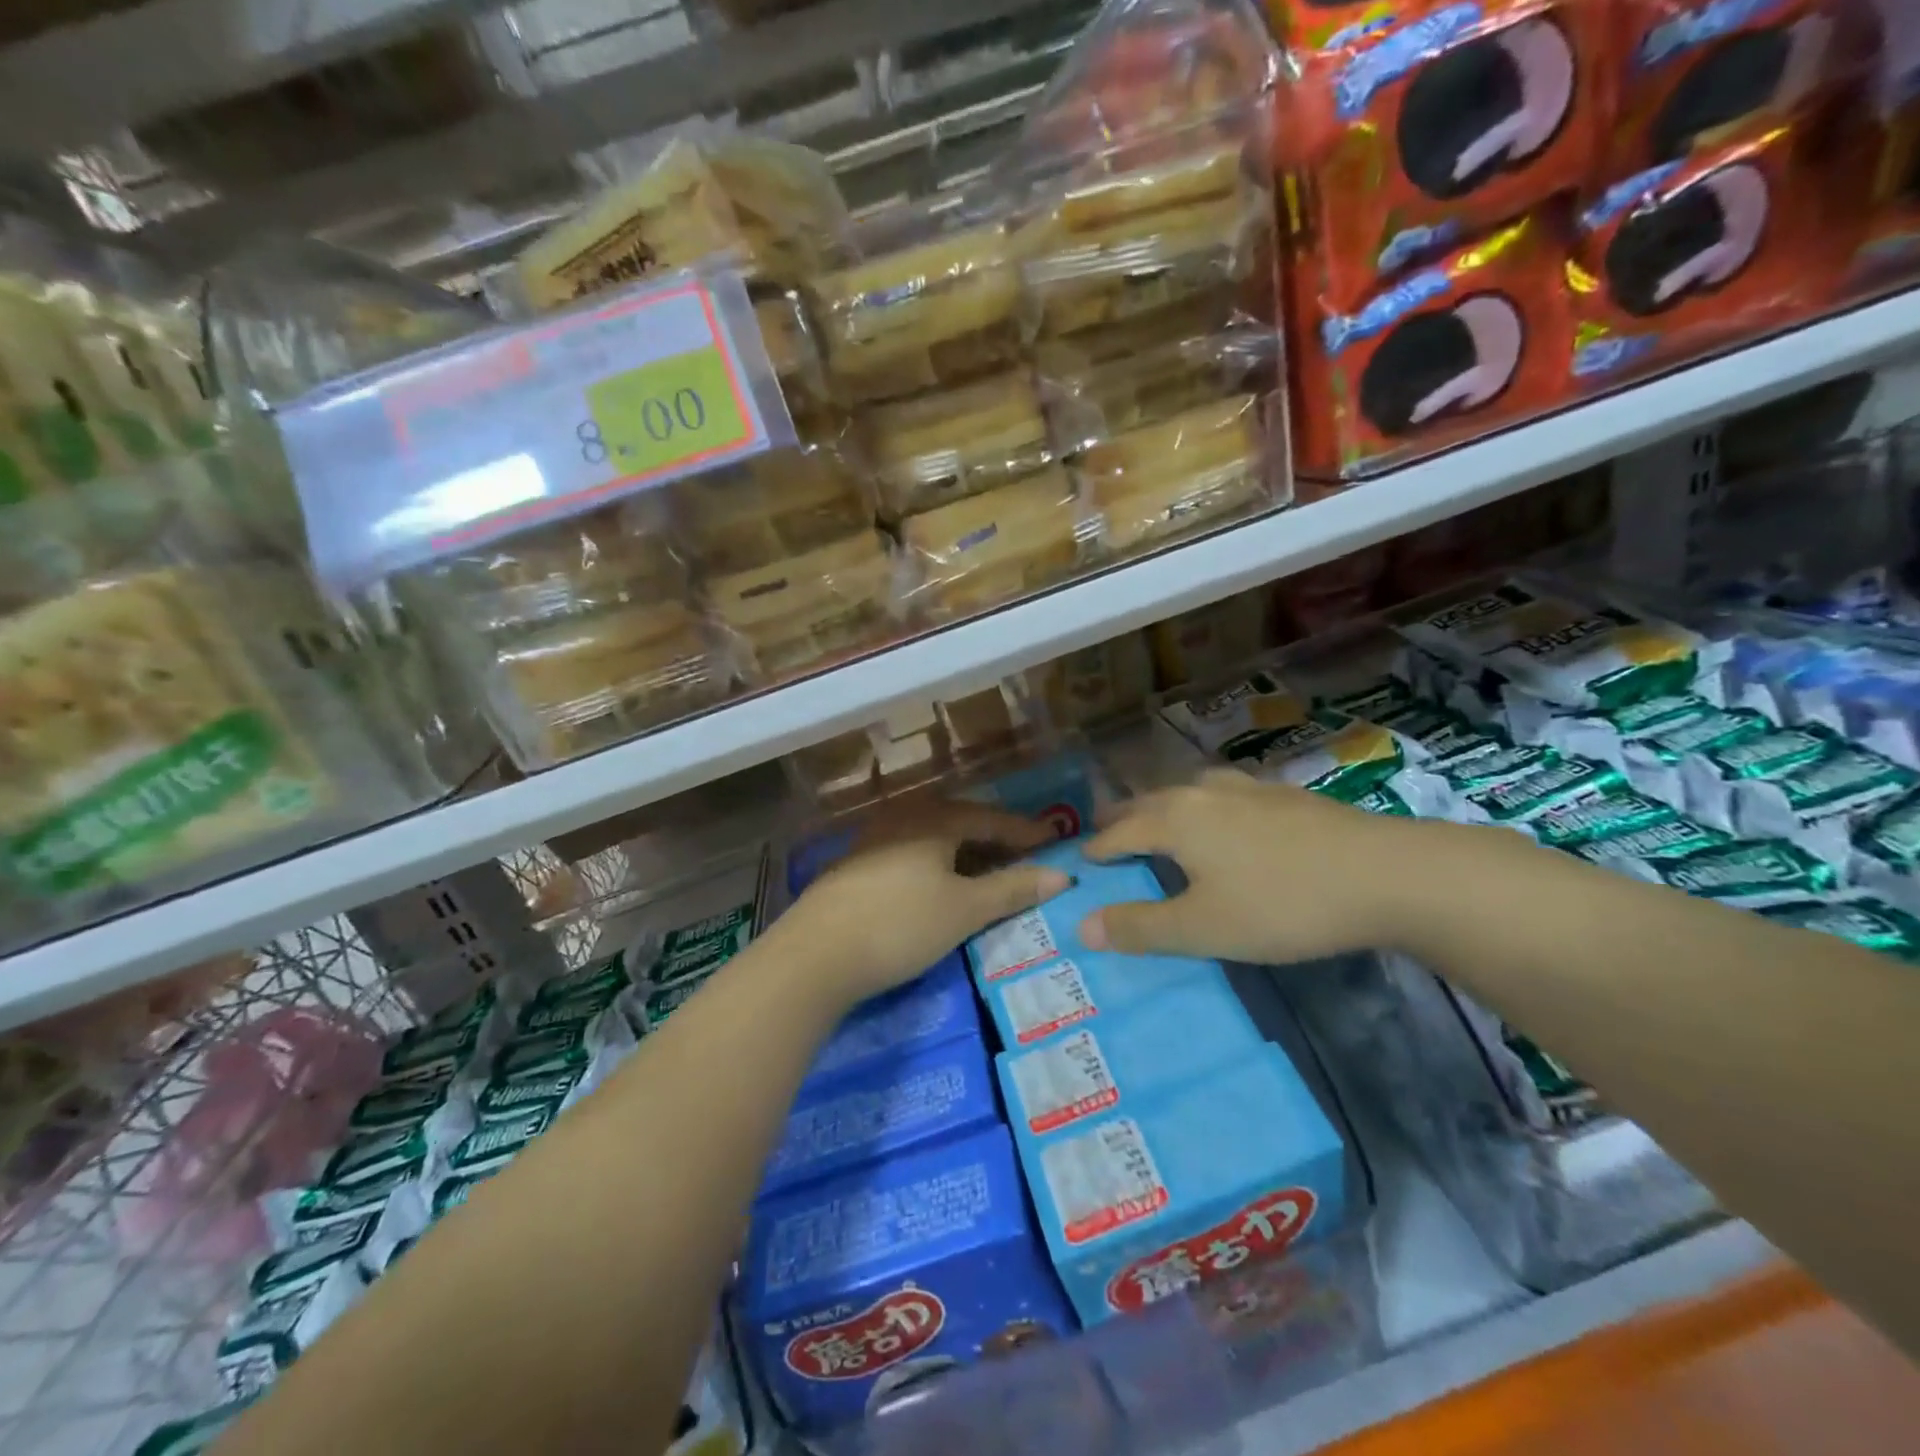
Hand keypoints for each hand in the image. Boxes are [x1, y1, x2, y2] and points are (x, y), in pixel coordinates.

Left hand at [780, 802, 1069, 1006]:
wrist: (814, 956)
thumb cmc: (900, 925)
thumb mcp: (964, 910)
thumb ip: (1012, 890)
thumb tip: (1060, 876)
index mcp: (934, 820)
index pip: (990, 818)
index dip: (1025, 831)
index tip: (1054, 840)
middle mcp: (903, 818)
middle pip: (959, 822)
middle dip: (994, 838)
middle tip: (1024, 855)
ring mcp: (873, 840)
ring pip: (931, 838)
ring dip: (963, 851)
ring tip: (985, 871)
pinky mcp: (854, 866)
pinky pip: (909, 853)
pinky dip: (935, 864)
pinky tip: (937, 884)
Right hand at [1078, 770, 1438, 964]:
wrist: (1386, 874)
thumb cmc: (1282, 904)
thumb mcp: (1203, 929)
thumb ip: (1141, 927)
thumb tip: (1081, 925)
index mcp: (1176, 820)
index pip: (1119, 833)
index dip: (1097, 850)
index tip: (1081, 861)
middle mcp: (1203, 792)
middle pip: (1149, 802)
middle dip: (1123, 819)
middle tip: (1105, 831)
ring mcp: (1248, 788)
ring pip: (1188, 791)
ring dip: (1164, 806)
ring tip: (1159, 818)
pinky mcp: (1285, 794)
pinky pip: (1225, 793)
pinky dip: (1204, 805)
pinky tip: (1226, 816)